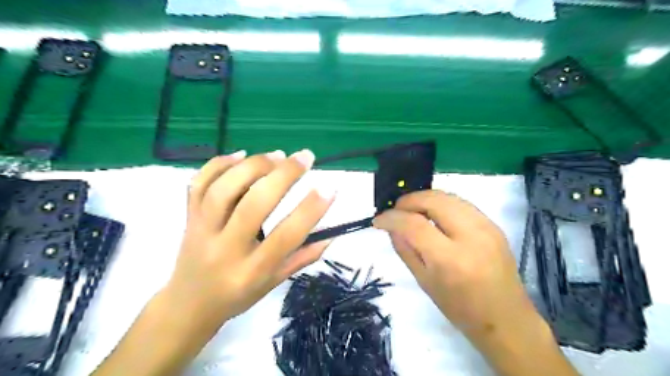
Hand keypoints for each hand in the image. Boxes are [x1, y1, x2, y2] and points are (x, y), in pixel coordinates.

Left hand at [92, 150, 337, 375]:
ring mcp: (202, 231)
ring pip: (224, 189)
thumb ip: (303, 258)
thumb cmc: (237, 296)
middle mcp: (225, 249)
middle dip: (283, 176)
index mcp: (251, 271)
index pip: (285, 237)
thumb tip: (332, 233)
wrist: (188, 304)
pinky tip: (241, 154)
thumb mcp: (274, 283)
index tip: (329, 188)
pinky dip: (219, 164)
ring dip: (254, 166)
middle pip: (253, 205)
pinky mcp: (188, 217)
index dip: (310, 211)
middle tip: (305, 157)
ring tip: (278, 155)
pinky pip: (198, 184)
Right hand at [375, 190, 537, 335]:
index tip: (378, 220)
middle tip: (395, 210)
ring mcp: (486, 227)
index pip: (414, 225)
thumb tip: (391, 227)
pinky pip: (460, 203)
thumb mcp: (425, 282)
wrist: (506, 319)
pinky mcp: (493, 224)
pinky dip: (441, 203)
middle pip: (433, 200)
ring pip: (448, 196)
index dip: (392, 218)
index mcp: (450, 259)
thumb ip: (405, 250)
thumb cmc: (461, 309)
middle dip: (408, 200)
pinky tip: (432, 214)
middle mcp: (471, 236)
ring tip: (411, 210)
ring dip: (424, 198)